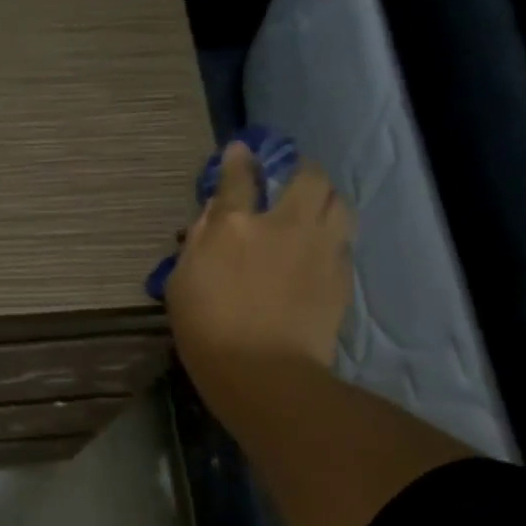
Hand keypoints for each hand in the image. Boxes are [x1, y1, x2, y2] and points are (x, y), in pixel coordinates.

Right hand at [166, 140, 354, 434]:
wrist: (264, 374)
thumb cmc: (207, 333)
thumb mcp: (182, 285)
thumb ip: (197, 243)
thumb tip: (213, 215)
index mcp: (235, 226)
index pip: (239, 176)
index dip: (239, 159)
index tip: (241, 151)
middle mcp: (283, 225)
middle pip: (306, 177)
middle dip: (298, 172)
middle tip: (287, 183)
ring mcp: (319, 248)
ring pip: (337, 202)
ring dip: (324, 200)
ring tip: (312, 212)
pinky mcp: (341, 274)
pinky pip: (342, 241)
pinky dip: (331, 237)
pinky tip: (318, 252)